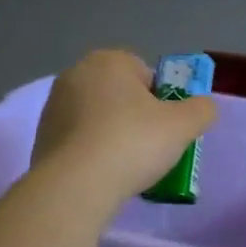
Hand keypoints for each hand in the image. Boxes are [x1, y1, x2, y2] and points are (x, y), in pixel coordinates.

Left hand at [31, 50, 216, 205]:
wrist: (76, 185)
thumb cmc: (133, 143)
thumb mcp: (184, 125)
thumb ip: (202, 110)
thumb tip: (203, 107)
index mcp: (108, 61)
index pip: (146, 74)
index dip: (162, 100)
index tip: (167, 128)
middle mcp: (76, 74)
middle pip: (120, 95)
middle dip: (136, 117)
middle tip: (151, 148)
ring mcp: (54, 106)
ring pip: (98, 118)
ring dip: (113, 135)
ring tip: (127, 167)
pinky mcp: (42, 137)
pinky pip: (79, 140)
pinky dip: (93, 153)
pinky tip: (103, 175)